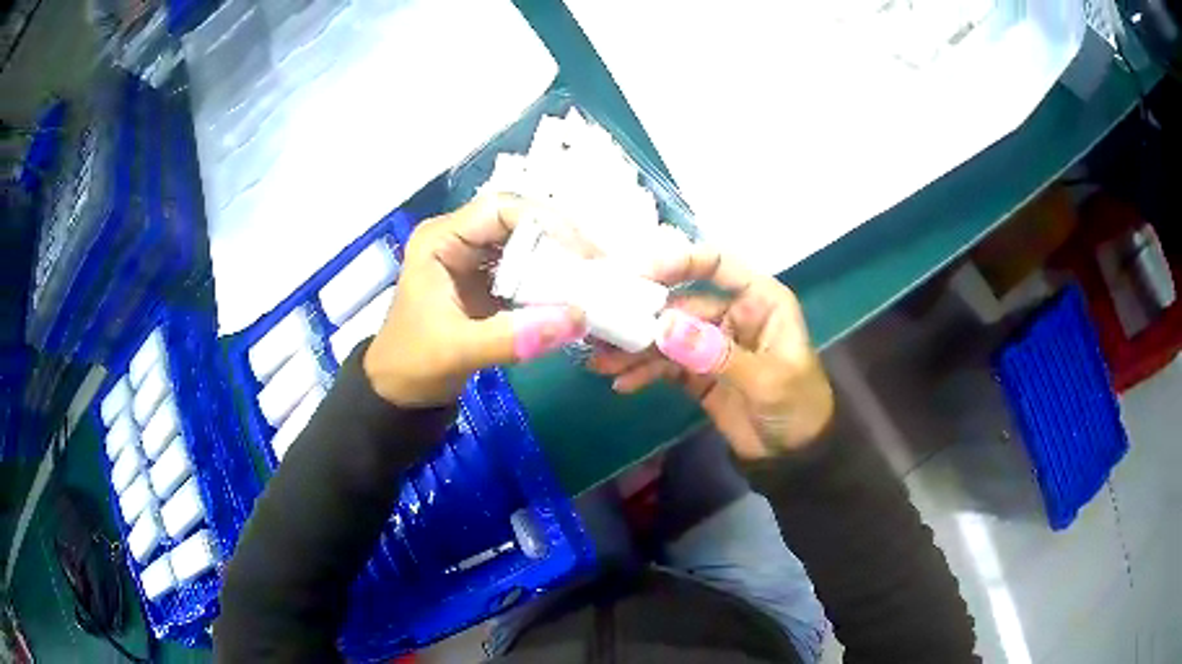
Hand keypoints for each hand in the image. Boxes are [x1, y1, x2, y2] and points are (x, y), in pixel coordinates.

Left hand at [364, 195, 585, 406]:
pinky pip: (527, 268)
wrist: (399, 394)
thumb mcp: (459, 350)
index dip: (544, 221)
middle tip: (597, 266)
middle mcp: (459, 238)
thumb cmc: (414, 364)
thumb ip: (513, 336)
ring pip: (527, 242)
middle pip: (519, 220)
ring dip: (559, 258)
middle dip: (560, 238)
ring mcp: (474, 259)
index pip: (500, 208)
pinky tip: (574, 293)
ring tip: (592, 278)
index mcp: (441, 239)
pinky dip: (551, 278)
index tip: (580, 252)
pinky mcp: (488, 281)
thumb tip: (578, 318)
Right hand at [587, 247, 832, 457]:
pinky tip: (621, 382)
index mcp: (759, 300)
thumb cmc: (798, 406)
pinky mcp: (697, 372)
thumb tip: (664, 327)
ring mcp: (712, 343)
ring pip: (667, 336)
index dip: (679, 261)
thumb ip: (716, 354)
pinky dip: (643, 372)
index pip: (717, 265)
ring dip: (635, 347)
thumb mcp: (766, 379)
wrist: (793, 457)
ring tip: (601, 360)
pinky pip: (665, 365)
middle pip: (681, 303)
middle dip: (643, 316)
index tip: (637, 272)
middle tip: (603, 324)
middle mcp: (732, 313)